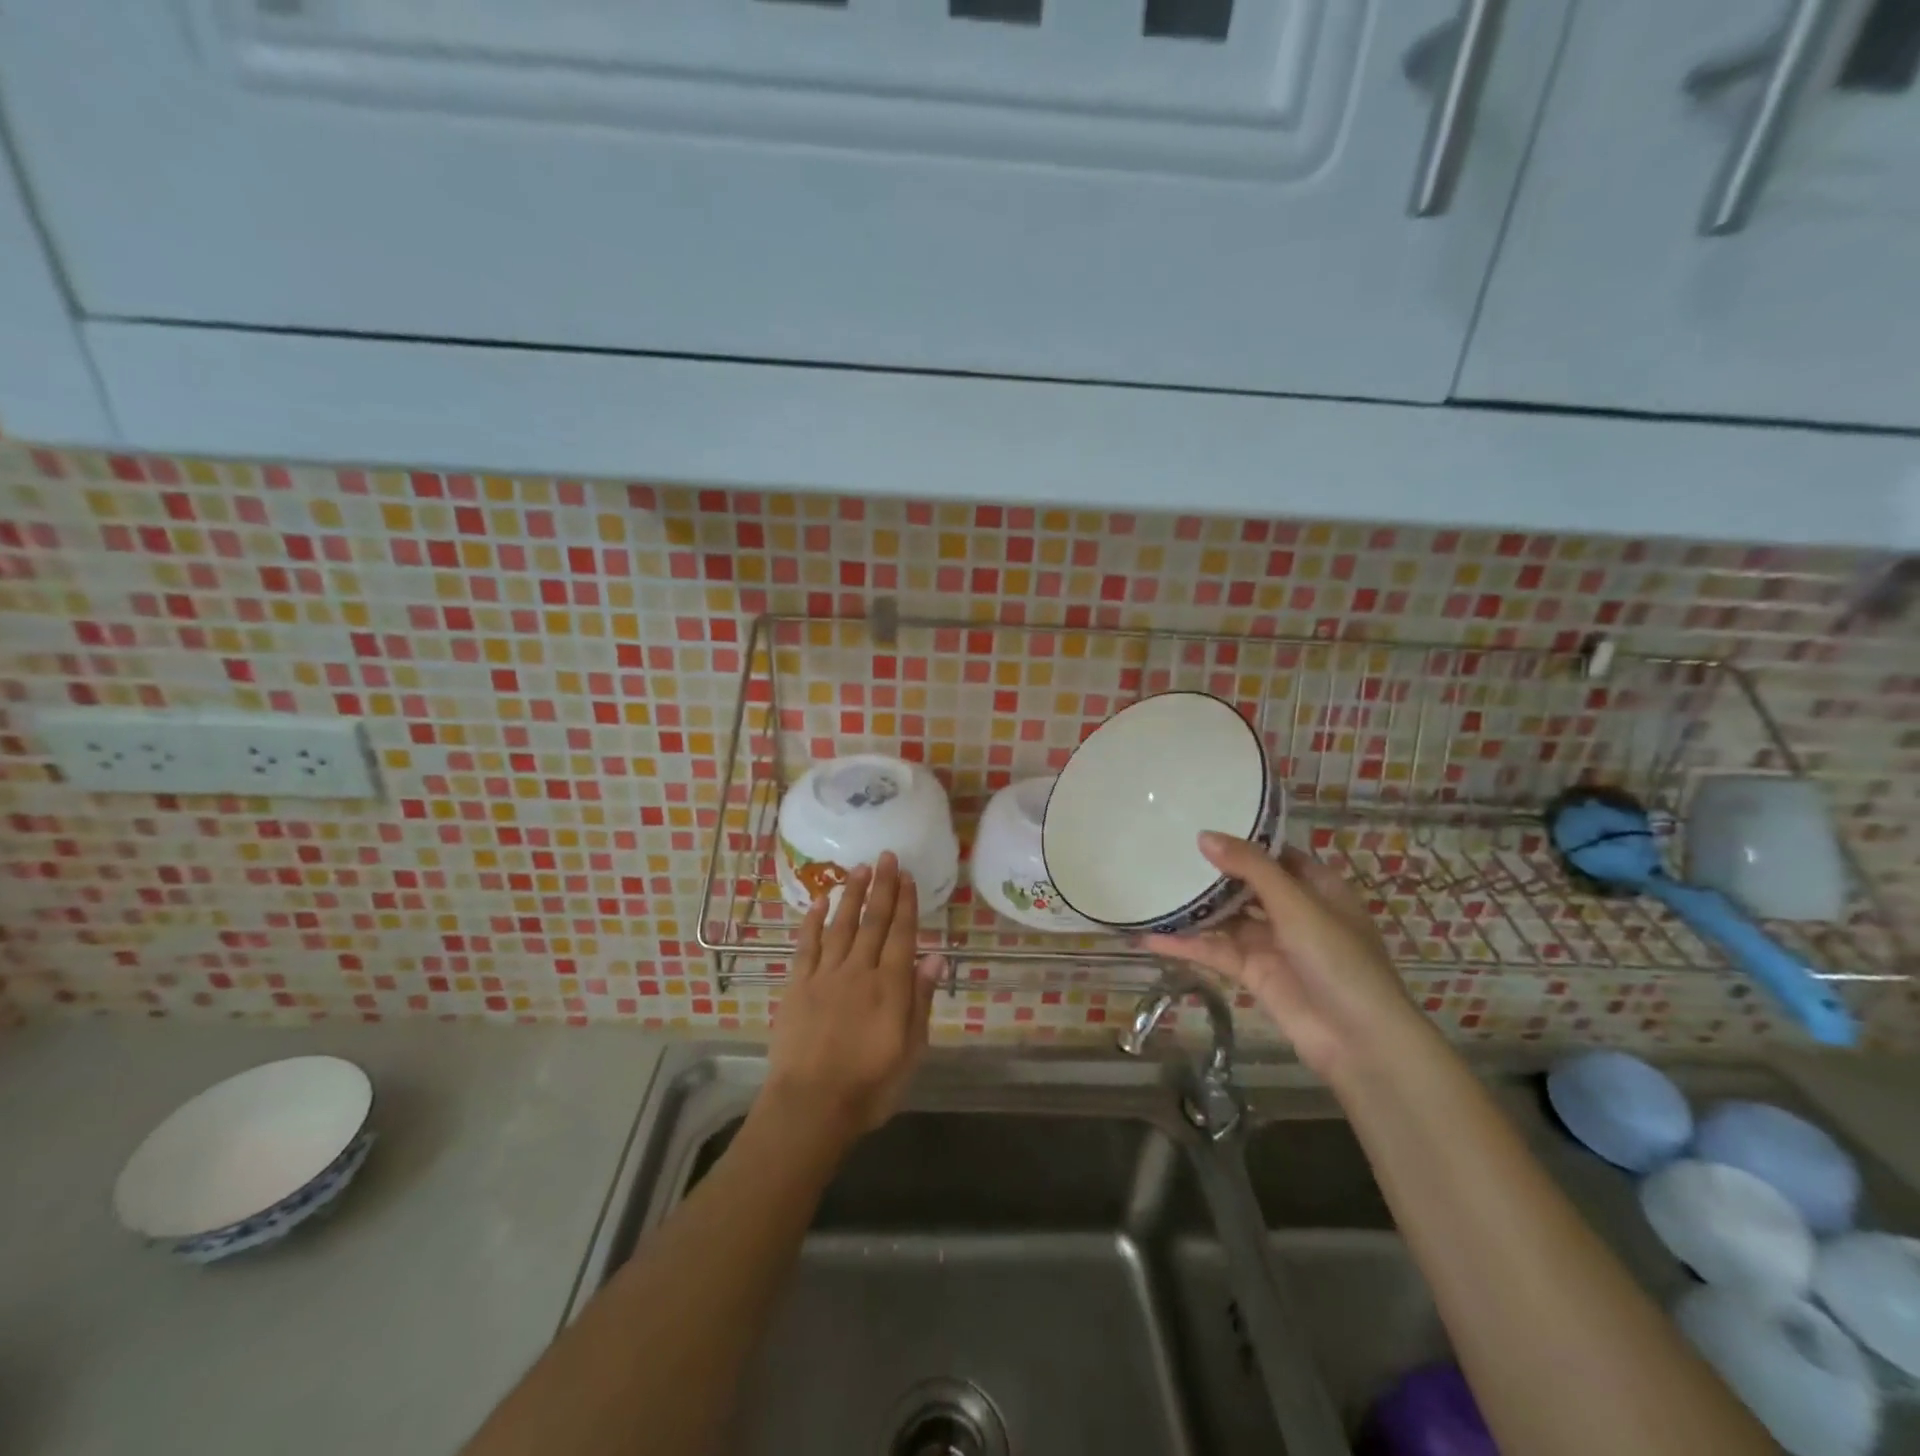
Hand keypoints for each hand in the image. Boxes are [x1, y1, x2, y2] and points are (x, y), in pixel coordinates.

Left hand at [764, 853, 945, 1144]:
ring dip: (851, 895)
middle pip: (873, 922)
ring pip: (841, 925)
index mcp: (890, 987)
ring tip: (859, 869)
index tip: (908, 876)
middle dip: (882, 887)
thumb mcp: (910, 1051)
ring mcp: (825, 976)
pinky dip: (812, 922)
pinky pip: (806, 946)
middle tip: (886, 856)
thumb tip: (935, 956)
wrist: (810, 1107)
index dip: (906, 903)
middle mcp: (859, 971)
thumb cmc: (869, 1086)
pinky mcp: (797, 986)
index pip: (901, 934)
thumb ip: (920, 1000)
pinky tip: (819, 902)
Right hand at [1142, 832, 1424, 1080]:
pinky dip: (1184, 945)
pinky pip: (1213, 951)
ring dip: (1192, 908)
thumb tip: (1203, 835)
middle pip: (1244, 884)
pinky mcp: (1251, 972)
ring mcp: (1271, 943)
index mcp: (1315, 887)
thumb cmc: (1338, 959)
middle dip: (1210, 871)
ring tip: (1148, 886)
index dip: (1241, 839)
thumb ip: (1250, 867)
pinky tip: (1148, 936)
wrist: (1358, 1039)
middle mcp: (1292, 911)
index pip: (1273, 854)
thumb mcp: (1296, 904)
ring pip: (1225, 918)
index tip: (1199, 822)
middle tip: (1165, 848)